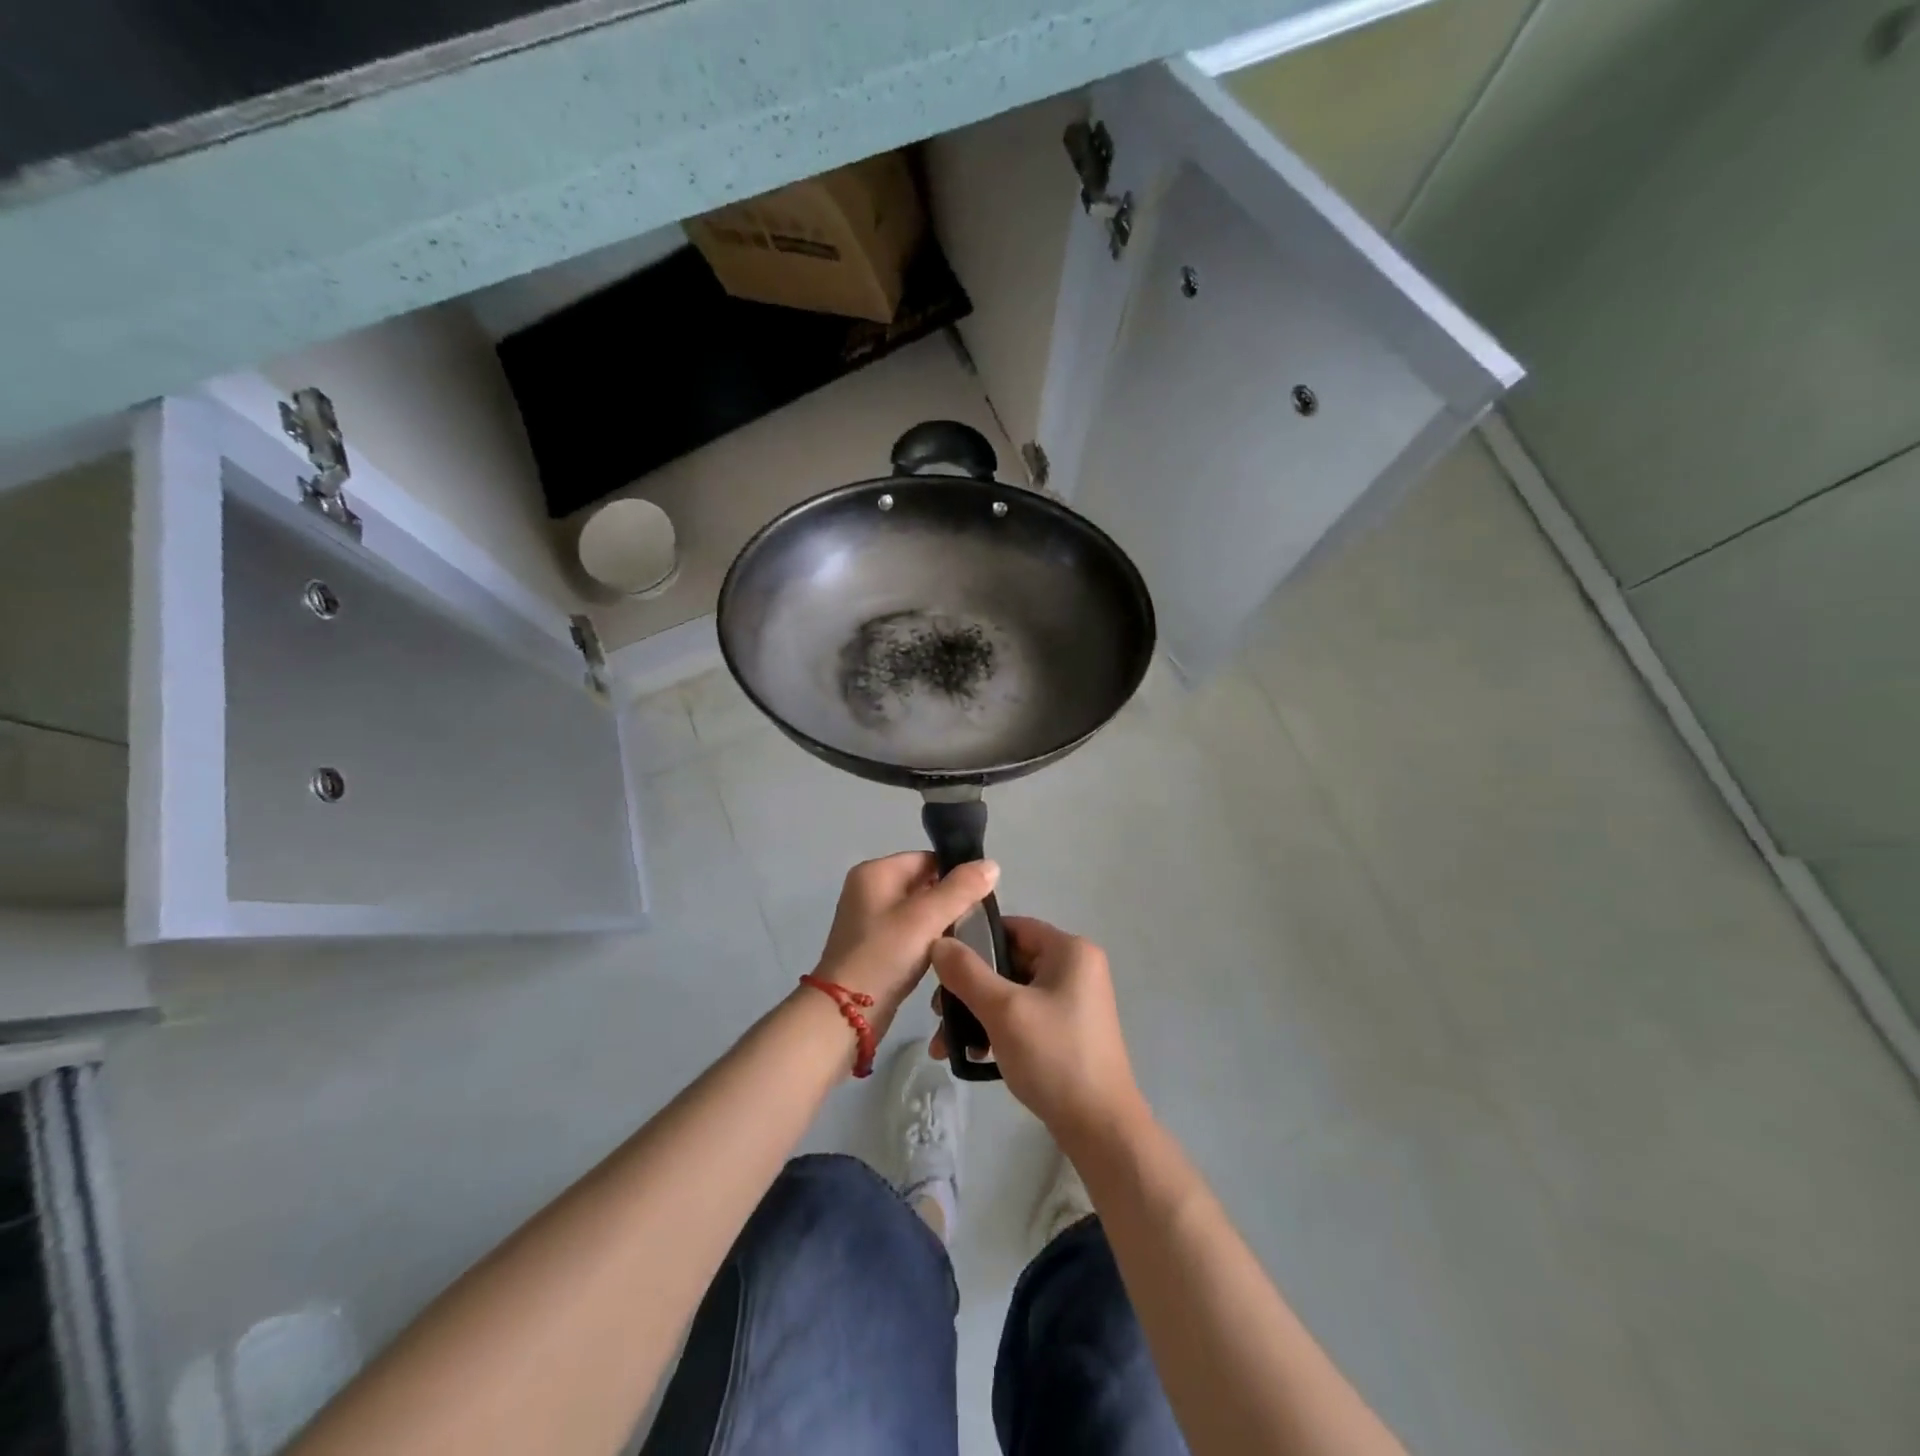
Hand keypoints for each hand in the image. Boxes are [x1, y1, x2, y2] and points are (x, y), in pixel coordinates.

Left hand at [811, 853, 999, 1043]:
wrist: (846, 1013)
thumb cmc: (885, 955)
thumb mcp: (926, 917)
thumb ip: (961, 889)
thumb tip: (991, 864)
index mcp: (875, 872)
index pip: (927, 859)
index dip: (956, 874)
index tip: (981, 897)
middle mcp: (869, 888)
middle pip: (923, 882)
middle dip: (950, 899)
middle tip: (976, 920)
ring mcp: (870, 918)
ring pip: (919, 909)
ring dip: (941, 921)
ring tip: (965, 937)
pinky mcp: (875, 945)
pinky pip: (910, 931)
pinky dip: (928, 938)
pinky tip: (945, 953)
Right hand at [928, 916, 1145, 1148]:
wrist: (1100, 1129)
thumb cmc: (1054, 1057)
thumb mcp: (1003, 1010)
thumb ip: (966, 972)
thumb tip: (938, 942)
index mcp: (1070, 950)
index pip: (1012, 927)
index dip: (973, 940)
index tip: (940, 964)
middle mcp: (1076, 968)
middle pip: (1008, 962)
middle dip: (969, 988)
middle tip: (938, 1013)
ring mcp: (1074, 1001)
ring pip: (1012, 992)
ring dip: (977, 1014)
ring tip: (945, 1044)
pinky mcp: (1068, 1030)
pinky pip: (1024, 1015)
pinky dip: (997, 1029)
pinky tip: (973, 1056)